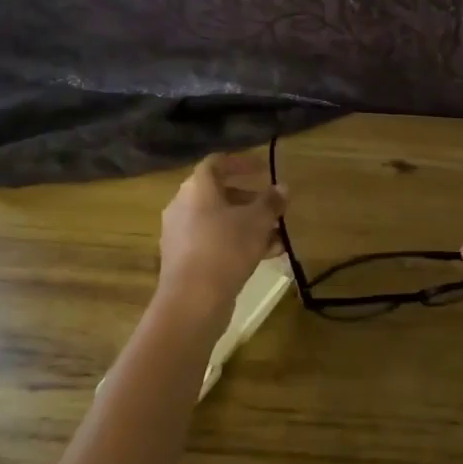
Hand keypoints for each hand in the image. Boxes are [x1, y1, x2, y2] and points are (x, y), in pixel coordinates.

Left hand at [157, 151, 286, 312]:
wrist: (193, 300)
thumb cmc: (226, 248)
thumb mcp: (257, 221)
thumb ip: (271, 202)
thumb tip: (282, 188)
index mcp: (196, 188)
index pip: (216, 163)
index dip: (241, 163)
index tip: (263, 169)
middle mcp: (183, 206)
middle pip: (218, 193)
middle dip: (249, 199)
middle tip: (273, 206)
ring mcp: (181, 234)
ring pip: (218, 221)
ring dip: (247, 224)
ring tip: (276, 236)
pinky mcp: (184, 260)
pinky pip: (214, 242)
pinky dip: (236, 243)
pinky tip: (264, 256)